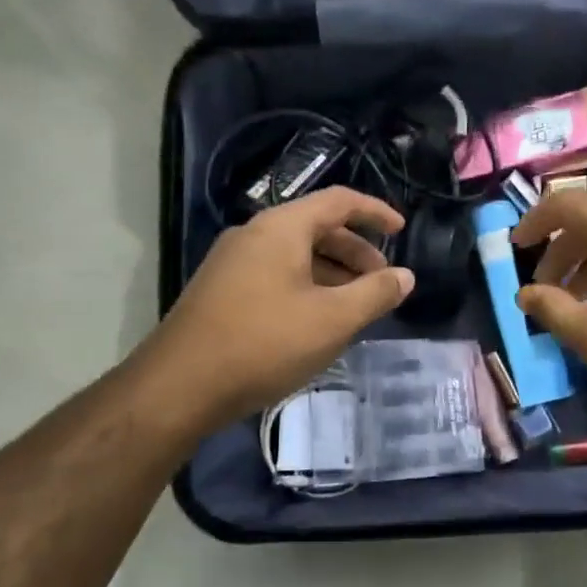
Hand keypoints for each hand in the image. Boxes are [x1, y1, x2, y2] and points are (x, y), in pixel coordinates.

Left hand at [143, 188, 414, 430]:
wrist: (181, 385)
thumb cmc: (264, 343)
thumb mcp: (332, 320)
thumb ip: (375, 294)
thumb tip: (406, 276)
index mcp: (281, 228)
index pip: (339, 201)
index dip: (375, 212)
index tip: (402, 230)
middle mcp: (254, 235)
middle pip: (317, 228)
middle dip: (356, 251)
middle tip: (382, 282)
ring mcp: (232, 263)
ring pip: (295, 256)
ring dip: (332, 273)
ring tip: (355, 306)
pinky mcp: (222, 291)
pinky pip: (276, 276)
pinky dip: (307, 288)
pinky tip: (317, 322)